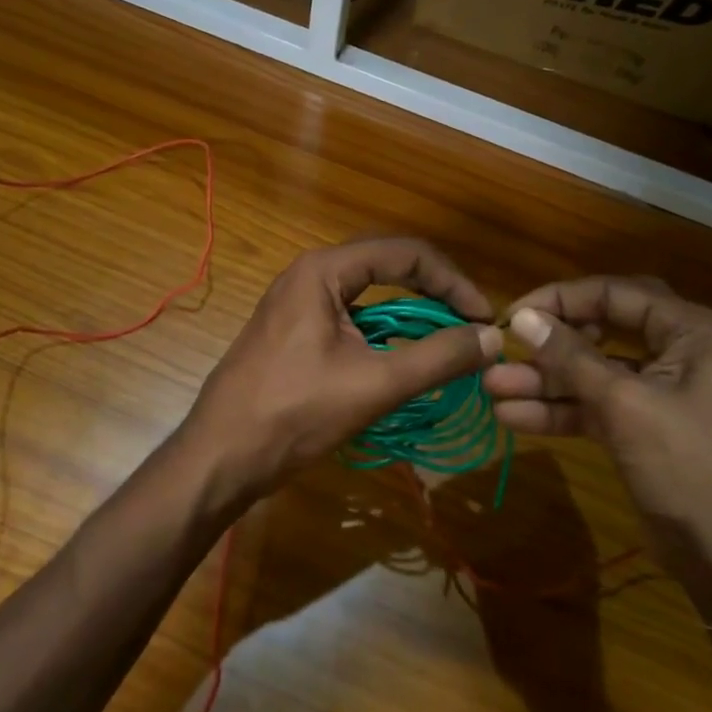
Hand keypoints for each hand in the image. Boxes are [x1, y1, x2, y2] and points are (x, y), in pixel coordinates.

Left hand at [181, 238, 502, 502]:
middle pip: (389, 267)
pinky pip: (353, 318)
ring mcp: (299, 302)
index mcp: (325, 270)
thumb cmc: (293, 415)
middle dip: (436, 293)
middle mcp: (311, 274)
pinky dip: (386, 333)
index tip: (484, 318)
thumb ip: (438, 357)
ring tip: (449, 343)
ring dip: (413, 314)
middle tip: (472, 327)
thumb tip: (492, 339)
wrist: (219, 458)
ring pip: (371, 295)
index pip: (406, 253)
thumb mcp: (374, 385)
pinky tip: (407, 360)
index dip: (453, 281)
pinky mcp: (296, 331)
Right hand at [484, 277, 711, 654]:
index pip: (617, 293)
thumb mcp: (626, 406)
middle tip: (506, 345)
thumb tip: (521, 318)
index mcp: (693, 332)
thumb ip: (572, 358)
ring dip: (547, 382)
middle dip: (553, 341)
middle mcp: (681, 354)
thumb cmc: (693, 471)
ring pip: (596, 374)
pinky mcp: (648, 431)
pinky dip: (562, 413)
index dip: (562, 299)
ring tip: (493, 388)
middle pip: (604, 330)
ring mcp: (664, 395)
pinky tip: (514, 419)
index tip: (514, 314)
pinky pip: (600, 409)